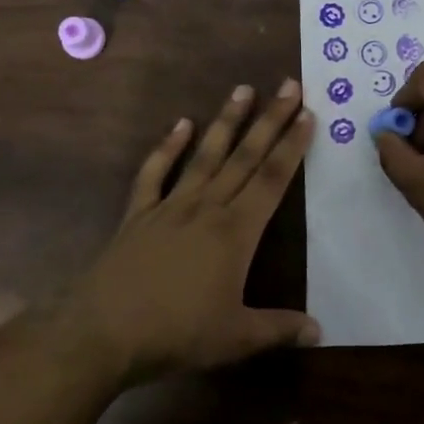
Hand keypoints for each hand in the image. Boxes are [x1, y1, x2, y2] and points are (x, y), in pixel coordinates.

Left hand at [62, 80, 320, 384]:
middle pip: (244, 157)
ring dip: (226, 122)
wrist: (104, 331)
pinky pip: (155, 173)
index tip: (307, 114)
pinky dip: (167, 148)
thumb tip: (319, 331)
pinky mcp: (139, 214)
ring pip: (205, 155)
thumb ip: (278, 329)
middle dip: (270, 120)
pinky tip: (180, 124)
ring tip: (242, 89)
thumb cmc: (176, 333)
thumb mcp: (235, 338)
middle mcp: (206, 208)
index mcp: (235, 232)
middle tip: (288, 85)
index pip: (272, 180)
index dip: (292, 146)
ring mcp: (170, 206)